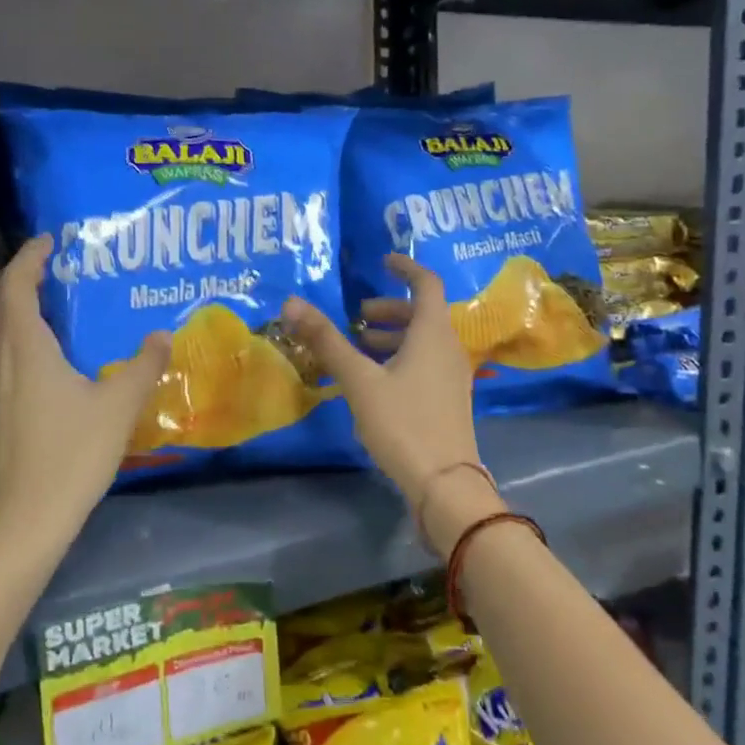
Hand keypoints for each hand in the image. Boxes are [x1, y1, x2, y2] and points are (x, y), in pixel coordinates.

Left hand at [0, 236, 170, 568]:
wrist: (20, 522)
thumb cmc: (71, 456)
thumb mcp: (118, 408)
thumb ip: (142, 366)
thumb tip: (161, 335)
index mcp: (23, 346)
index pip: (16, 283)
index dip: (30, 255)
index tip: (50, 240)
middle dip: (2, 278)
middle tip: (37, 276)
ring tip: (32, 312)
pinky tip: (28, 363)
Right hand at [281, 254, 496, 552]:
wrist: (445, 483)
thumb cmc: (403, 423)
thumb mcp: (359, 380)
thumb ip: (327, 341)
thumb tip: (292, 302)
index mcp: (433, 334)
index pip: (426, 284)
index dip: (405, 268)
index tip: (382, 261)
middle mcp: (449, 348)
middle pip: (423, 314)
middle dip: (390, 309)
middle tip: (358, 315)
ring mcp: (452, 376)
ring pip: (423, 341)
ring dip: (393, 335)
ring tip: (359, 345)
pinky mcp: (448, 400)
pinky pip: (425, 363)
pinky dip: (400, 358)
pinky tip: (374, 380)